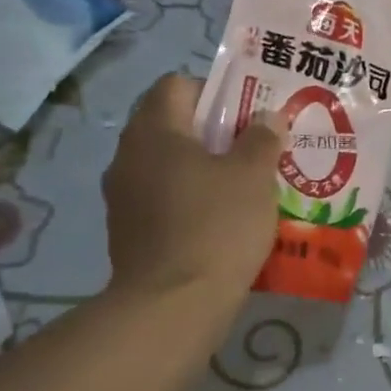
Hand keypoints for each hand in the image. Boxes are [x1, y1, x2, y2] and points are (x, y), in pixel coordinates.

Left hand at [101, 74, 281, 299]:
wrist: (173, 305)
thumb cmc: (216, 225)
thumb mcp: (253, 175)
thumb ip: (261, 138)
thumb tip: (266, 118)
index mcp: (154, 131)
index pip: (177, 85)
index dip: (214, 91)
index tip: (247, 114)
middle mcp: (128, 156)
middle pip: (172, 125)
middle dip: (214, 133)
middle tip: (253, 149)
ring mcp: (123, 197)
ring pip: (168, 165)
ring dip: (203, 169)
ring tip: (243, 186)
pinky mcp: (128, 233)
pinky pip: (163, 200)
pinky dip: (190, 201)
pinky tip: (221, 221)